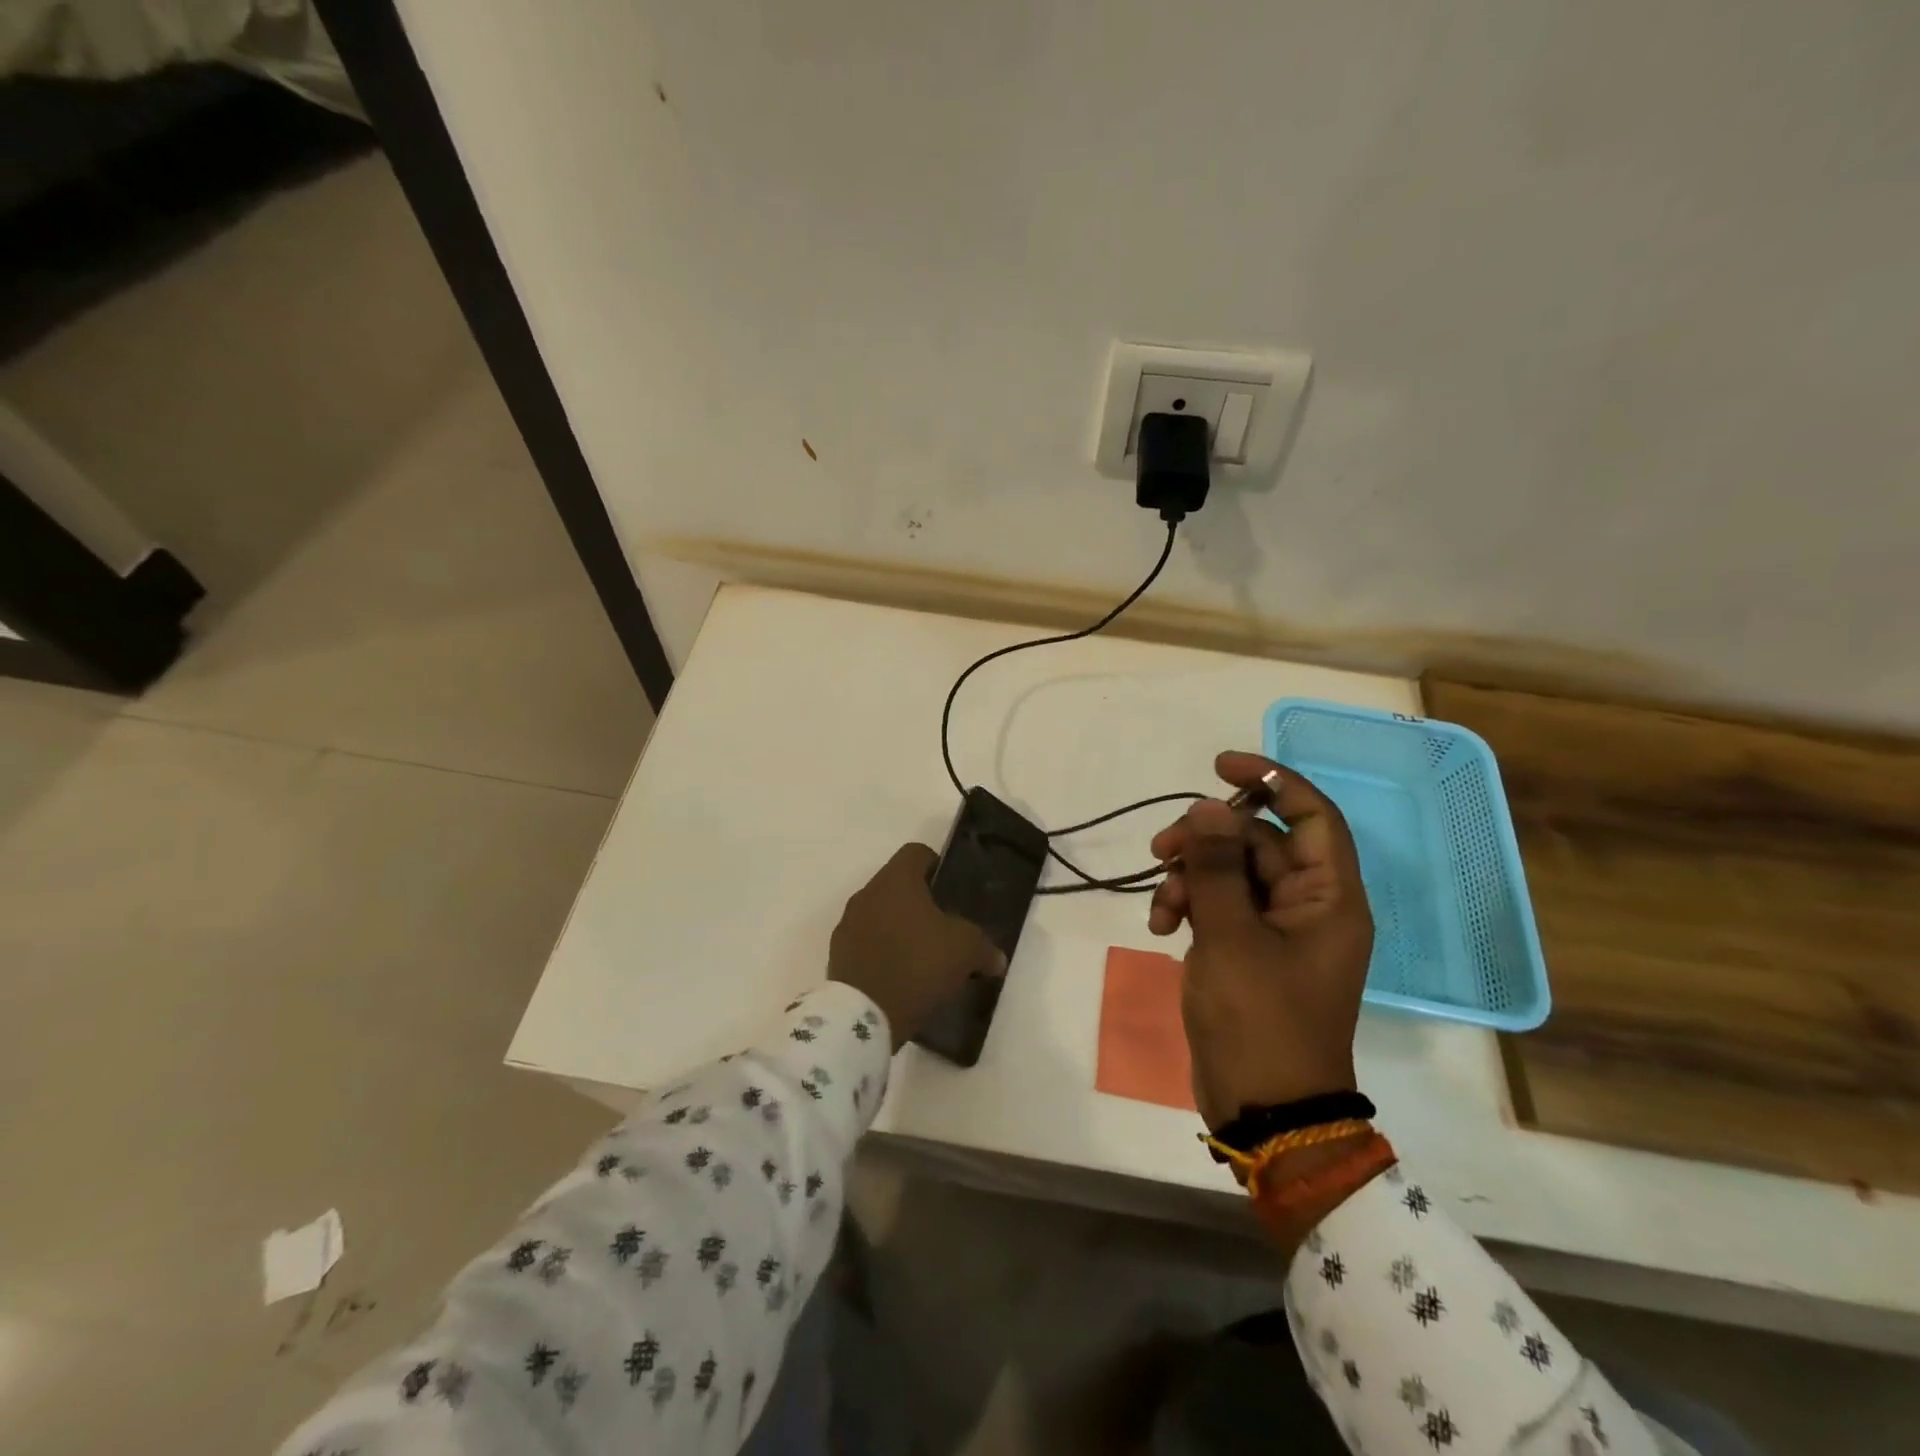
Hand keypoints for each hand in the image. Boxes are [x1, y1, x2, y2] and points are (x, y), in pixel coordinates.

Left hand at [828, 844, 1006, 1048]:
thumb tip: (997, 959)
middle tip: (942, 926)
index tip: (950, 889)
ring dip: (897, 925)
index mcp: (896, 880)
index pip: (916, 853)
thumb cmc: (919, 965)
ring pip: (879, 912)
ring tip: (921, 953)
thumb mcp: (965, 952)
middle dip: (918, 901)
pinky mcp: (838, 953)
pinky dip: (881, 949)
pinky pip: (865, 940)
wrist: (865, 1015)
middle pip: (896, 884)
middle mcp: (867, 893)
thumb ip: (984, 948)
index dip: (936, 865)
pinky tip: (899, 974)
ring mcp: (847, 923)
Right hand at [1148, 752, 1373, 1129]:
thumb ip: (1218, 867)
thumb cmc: (1260, 1021)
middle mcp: (1308, 905)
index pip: (1312, 814)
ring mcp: (1276, 929)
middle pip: (1258, 841)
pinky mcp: (1247, 950)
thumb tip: (1208, 805)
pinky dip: (1187, 907)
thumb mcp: (1231, 937)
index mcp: (1328, 897)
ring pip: (1230, 873)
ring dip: (1189, 878)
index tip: (1219, 765)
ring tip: (1161, 908)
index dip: (1271, 780)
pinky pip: (1218, 906)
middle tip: (1160, 849)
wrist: (1263, 1111)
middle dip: (1206, 840)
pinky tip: (1161, 929)